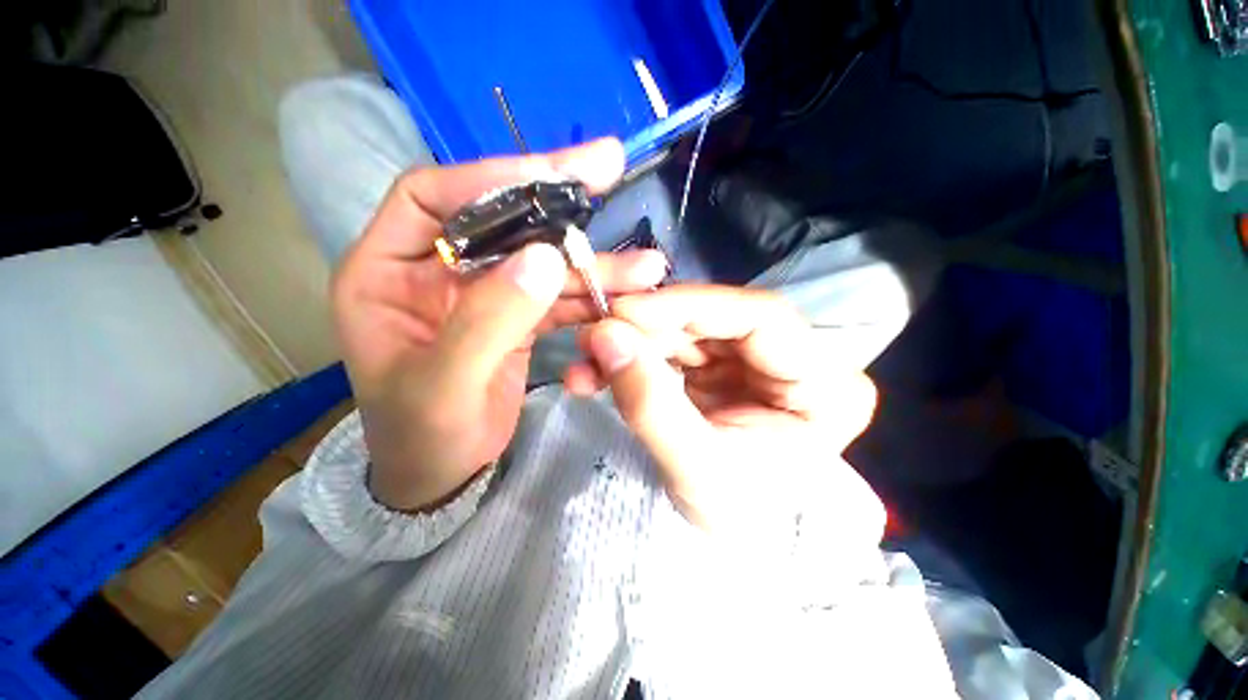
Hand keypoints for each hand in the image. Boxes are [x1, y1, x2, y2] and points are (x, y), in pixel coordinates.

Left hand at [333, 139, 668, 511]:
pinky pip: (557, 296)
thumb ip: (487, 322)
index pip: (431, 197)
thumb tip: (543, 258)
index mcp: (387, 272)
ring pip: (541, 261)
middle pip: (500, 219)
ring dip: (593, 262)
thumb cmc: (423, 437)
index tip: (549, 176)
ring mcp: (483, 292)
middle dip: (556, 199)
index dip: (489, 180)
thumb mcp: (443, 387)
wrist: (442, 474)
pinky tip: (627, 295)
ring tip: (646, 265)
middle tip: (608, 166)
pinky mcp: (516, 316)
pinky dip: (592, 296)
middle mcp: (437, 270)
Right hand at [565, 286, 879, 533]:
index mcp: (824, 384)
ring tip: (586, 359)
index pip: (761, 317)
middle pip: (716, 319)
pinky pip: (673, 349)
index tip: (624, 310)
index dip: (688, 306)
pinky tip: (600, 370)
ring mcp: (753, 361)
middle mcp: (794, 360)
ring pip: (687, 330)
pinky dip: (635, 357)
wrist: (735, 551)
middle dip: (649, 326)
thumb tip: (605, 335)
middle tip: (592, 335)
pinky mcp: (720, 369)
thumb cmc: (737, 523)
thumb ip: (651, 403)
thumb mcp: (696, 471)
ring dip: (633, 342)